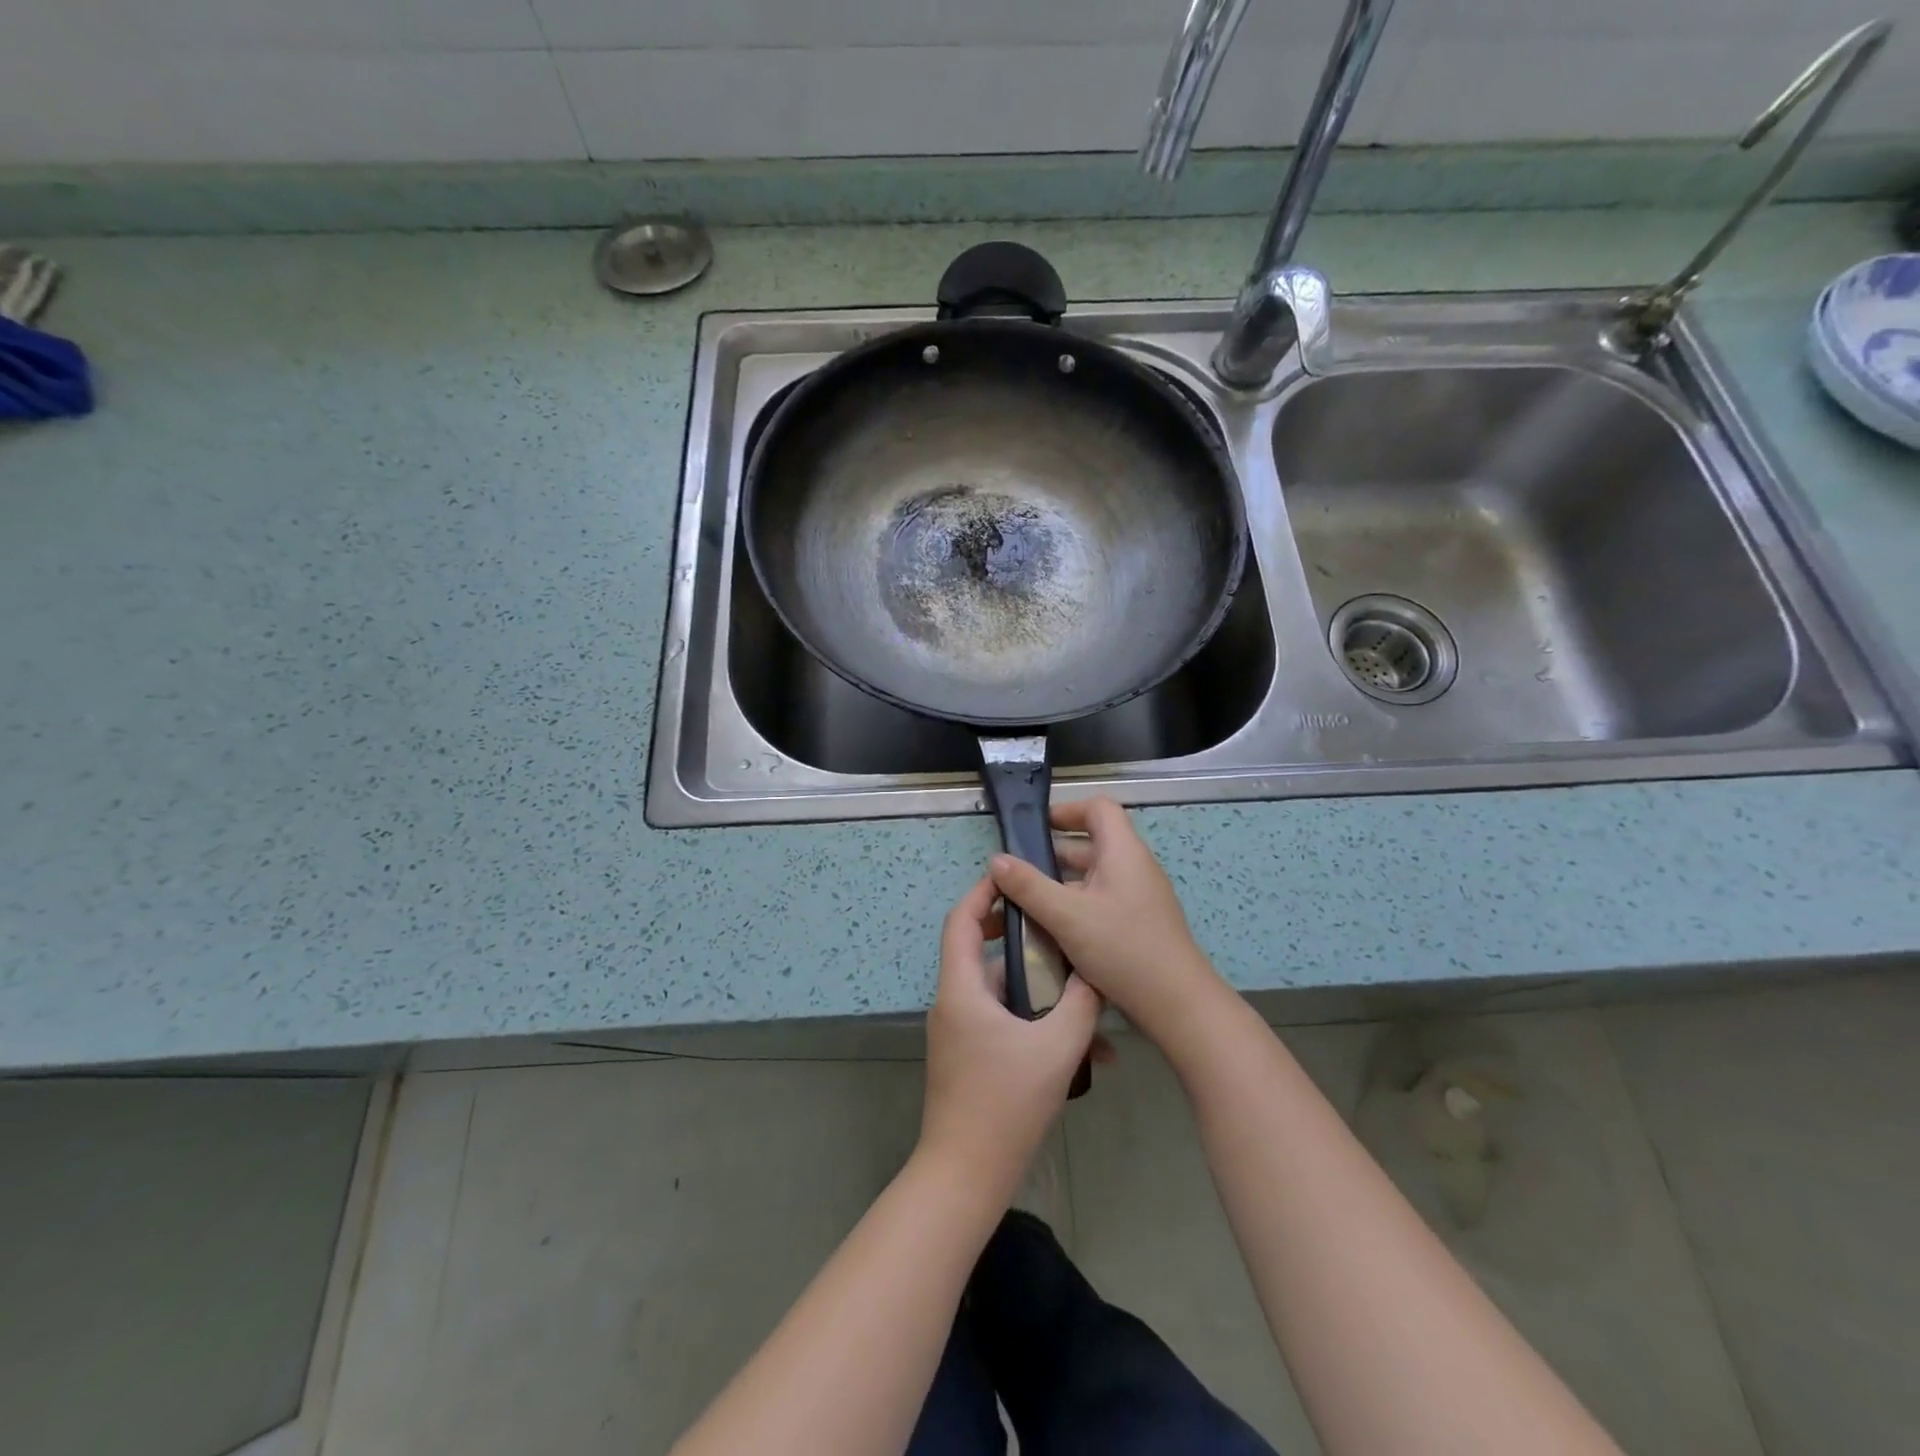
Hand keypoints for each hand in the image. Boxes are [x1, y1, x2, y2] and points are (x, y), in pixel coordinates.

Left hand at [919, 874, 1101, 1203]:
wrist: (966, 1175)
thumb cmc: (1005, 1104)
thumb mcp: (1055, 1049)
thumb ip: (1080, 1005)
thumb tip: (1095, 974)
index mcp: (961, 989)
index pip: (960, 920)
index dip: (983, 893)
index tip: (1014, 878)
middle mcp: (953, 1003)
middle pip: (978, 951)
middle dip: (1017, 936)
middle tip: (1055, 926)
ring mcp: (959, 1032)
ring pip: (997, 990)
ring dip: (1036, 987)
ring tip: (1081, 990)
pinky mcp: (969, 1057)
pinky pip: (1001, 1021)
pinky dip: (1031, 1021)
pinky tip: (1078, 1045)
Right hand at [989, 798, 1223, 1050]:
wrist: (1177, 1004)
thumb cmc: (1123, 949)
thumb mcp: (1067, 916)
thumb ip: (1029, 886)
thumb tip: (997, 859)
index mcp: (1123, 852)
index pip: (1098, 808)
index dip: (1067, 810)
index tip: (1035, 828)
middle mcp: (1134, 867)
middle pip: (1092, 843)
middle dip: (1053, 853)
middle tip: (1019, 870)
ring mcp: (1139, 896)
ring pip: (1094, 876)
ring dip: (1061, 883)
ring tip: (1026, 902)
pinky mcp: (1138, 923)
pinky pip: (1101, 900)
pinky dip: (1075, 905)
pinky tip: (1053, 929)